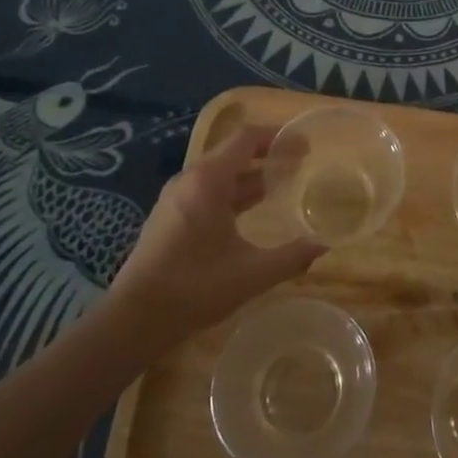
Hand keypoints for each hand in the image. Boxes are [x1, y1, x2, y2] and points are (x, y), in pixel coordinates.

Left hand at [107, 125, 322, 341]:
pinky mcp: (169, 218)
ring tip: (281, 186)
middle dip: (267, 155)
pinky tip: (250, 213)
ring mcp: (176, 199)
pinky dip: (233, 193)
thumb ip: (292, 257)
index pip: (246, 139)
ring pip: (220, 174)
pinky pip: (208, 191)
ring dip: (250, 176)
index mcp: (208, 181)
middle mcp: (189, 180)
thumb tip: (323, 245)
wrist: (134, 320)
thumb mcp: (252, 273)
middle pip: (233, 153)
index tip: (305, 145)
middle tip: (299, 163)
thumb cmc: (194, 287)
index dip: (278, 137)